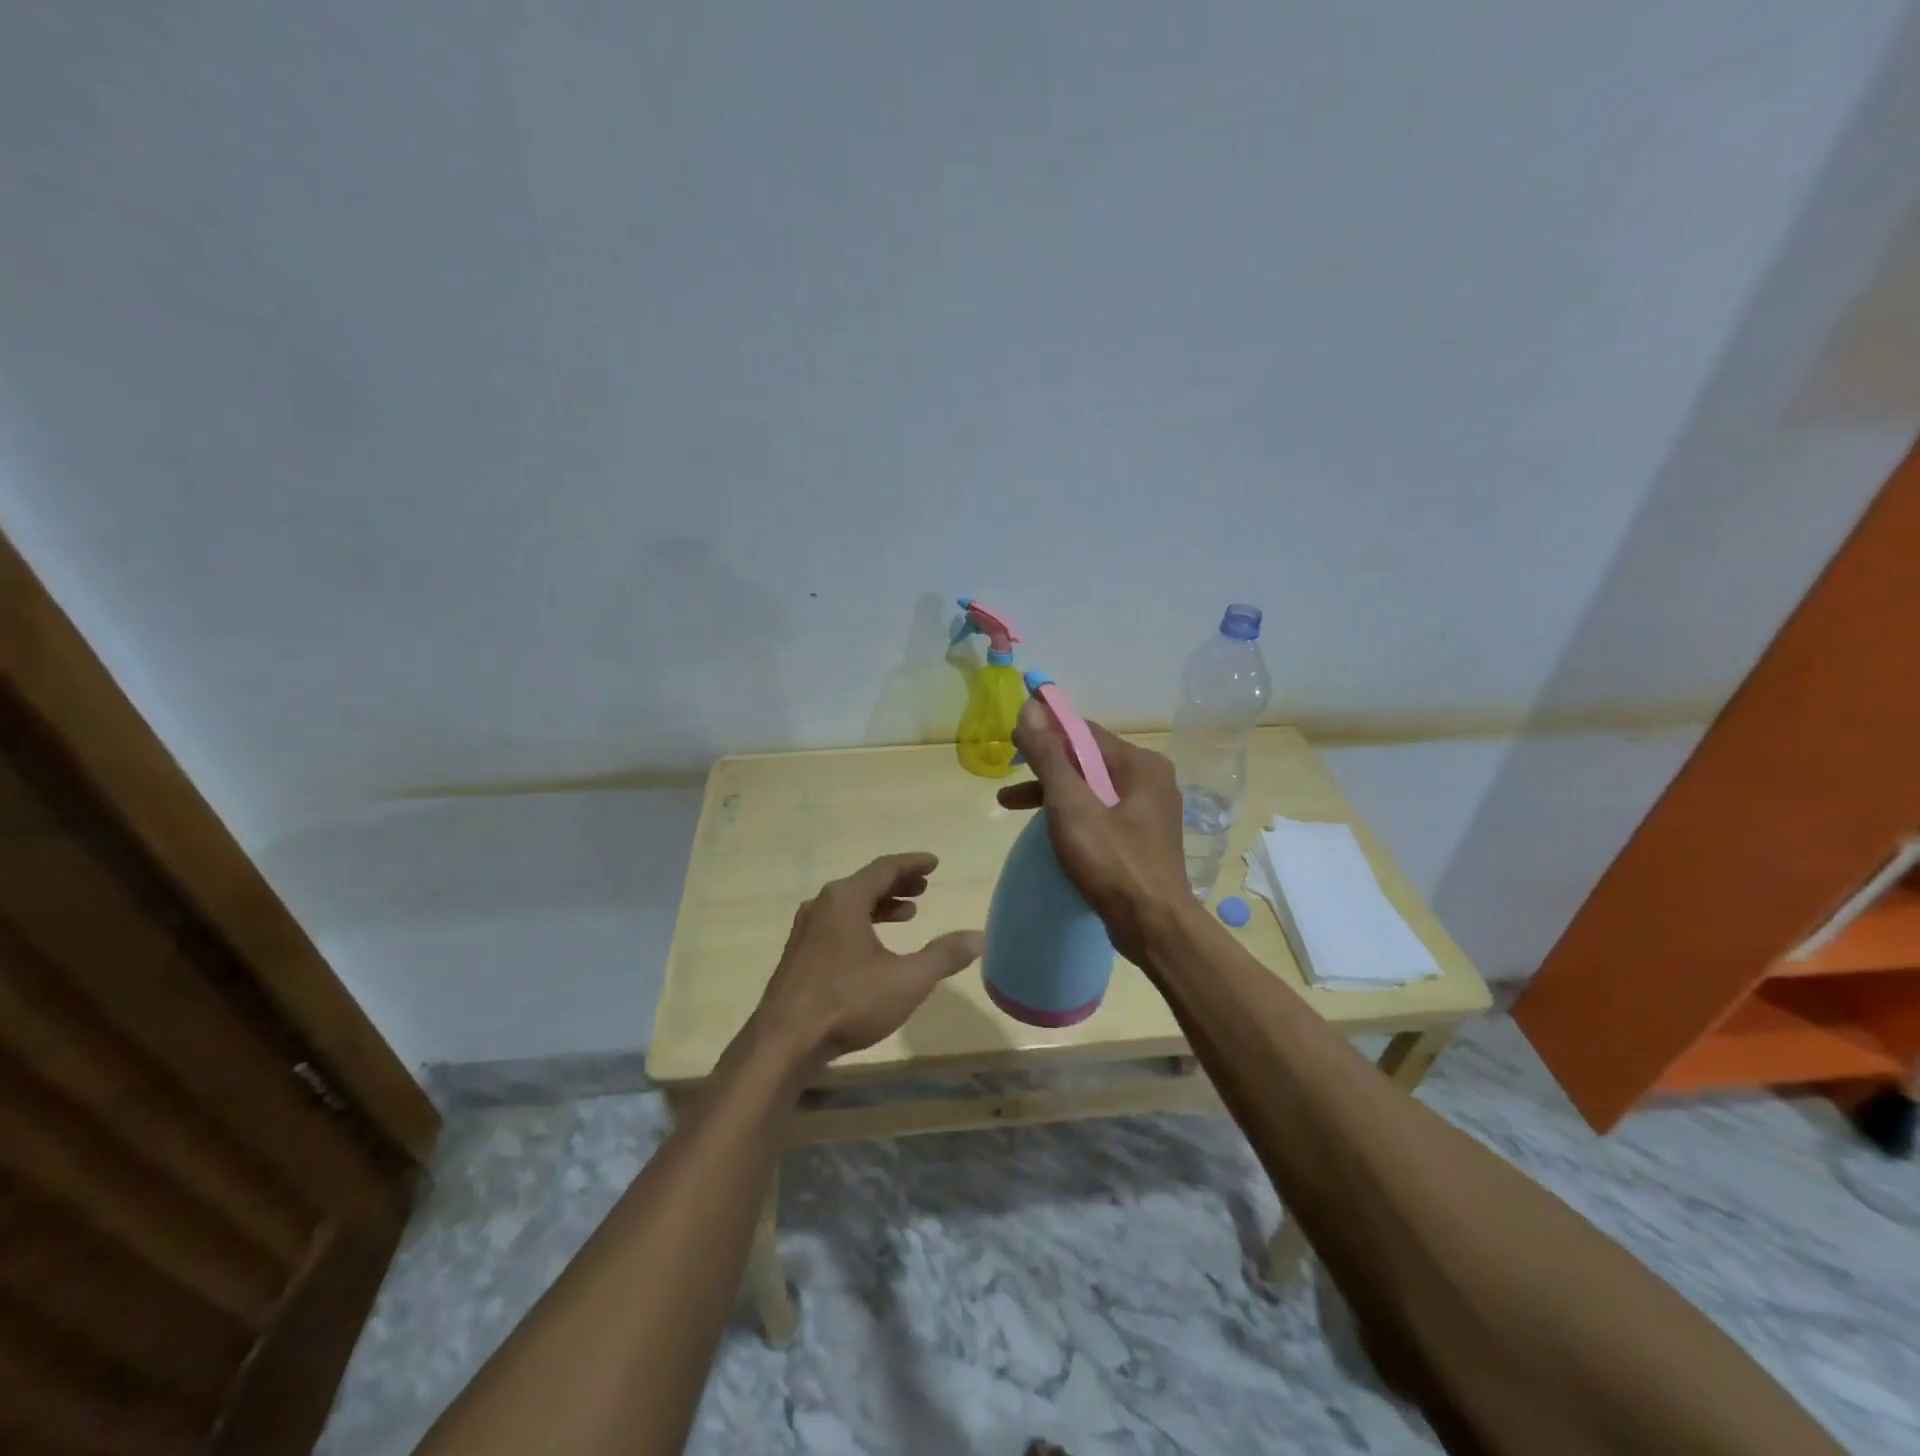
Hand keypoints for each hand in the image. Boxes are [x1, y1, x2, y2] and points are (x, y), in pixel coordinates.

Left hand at [755, 852, 983, 1068]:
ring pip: (850, 904)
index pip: (885, 868)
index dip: (912, 864)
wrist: (784, 1041)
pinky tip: (874, 945)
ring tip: (909, 914)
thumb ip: (943, 956)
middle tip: (925, 887)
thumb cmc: (848, 1002)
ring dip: (881, 905)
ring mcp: (806, 929)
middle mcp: (822, 905)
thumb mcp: (906, 980)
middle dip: (898, 883)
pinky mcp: (799, 953)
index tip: (934, 863)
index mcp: (845, 899)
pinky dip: (862, 922)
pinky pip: (837, 923)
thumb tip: (979, 937)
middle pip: (866, 883)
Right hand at [996, 699, 1191, 962]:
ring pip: (1091, 788)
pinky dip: (1070, 814)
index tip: (1011, 739)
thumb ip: (1049, 755)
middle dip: (1044, 766)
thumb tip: (1030, 707)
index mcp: (1140, 764)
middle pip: (1087, 759)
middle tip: (1007, 774)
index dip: (1046, 731)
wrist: (1154, 927)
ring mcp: (1148, 811)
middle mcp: (1150, 780)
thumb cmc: (1112, 861)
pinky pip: (1100, 813)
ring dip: (1052, 792)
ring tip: (1009, 803)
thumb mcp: (1071, 805)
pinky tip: (1047, 829)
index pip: (1084, 732)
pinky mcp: (1141, 839)